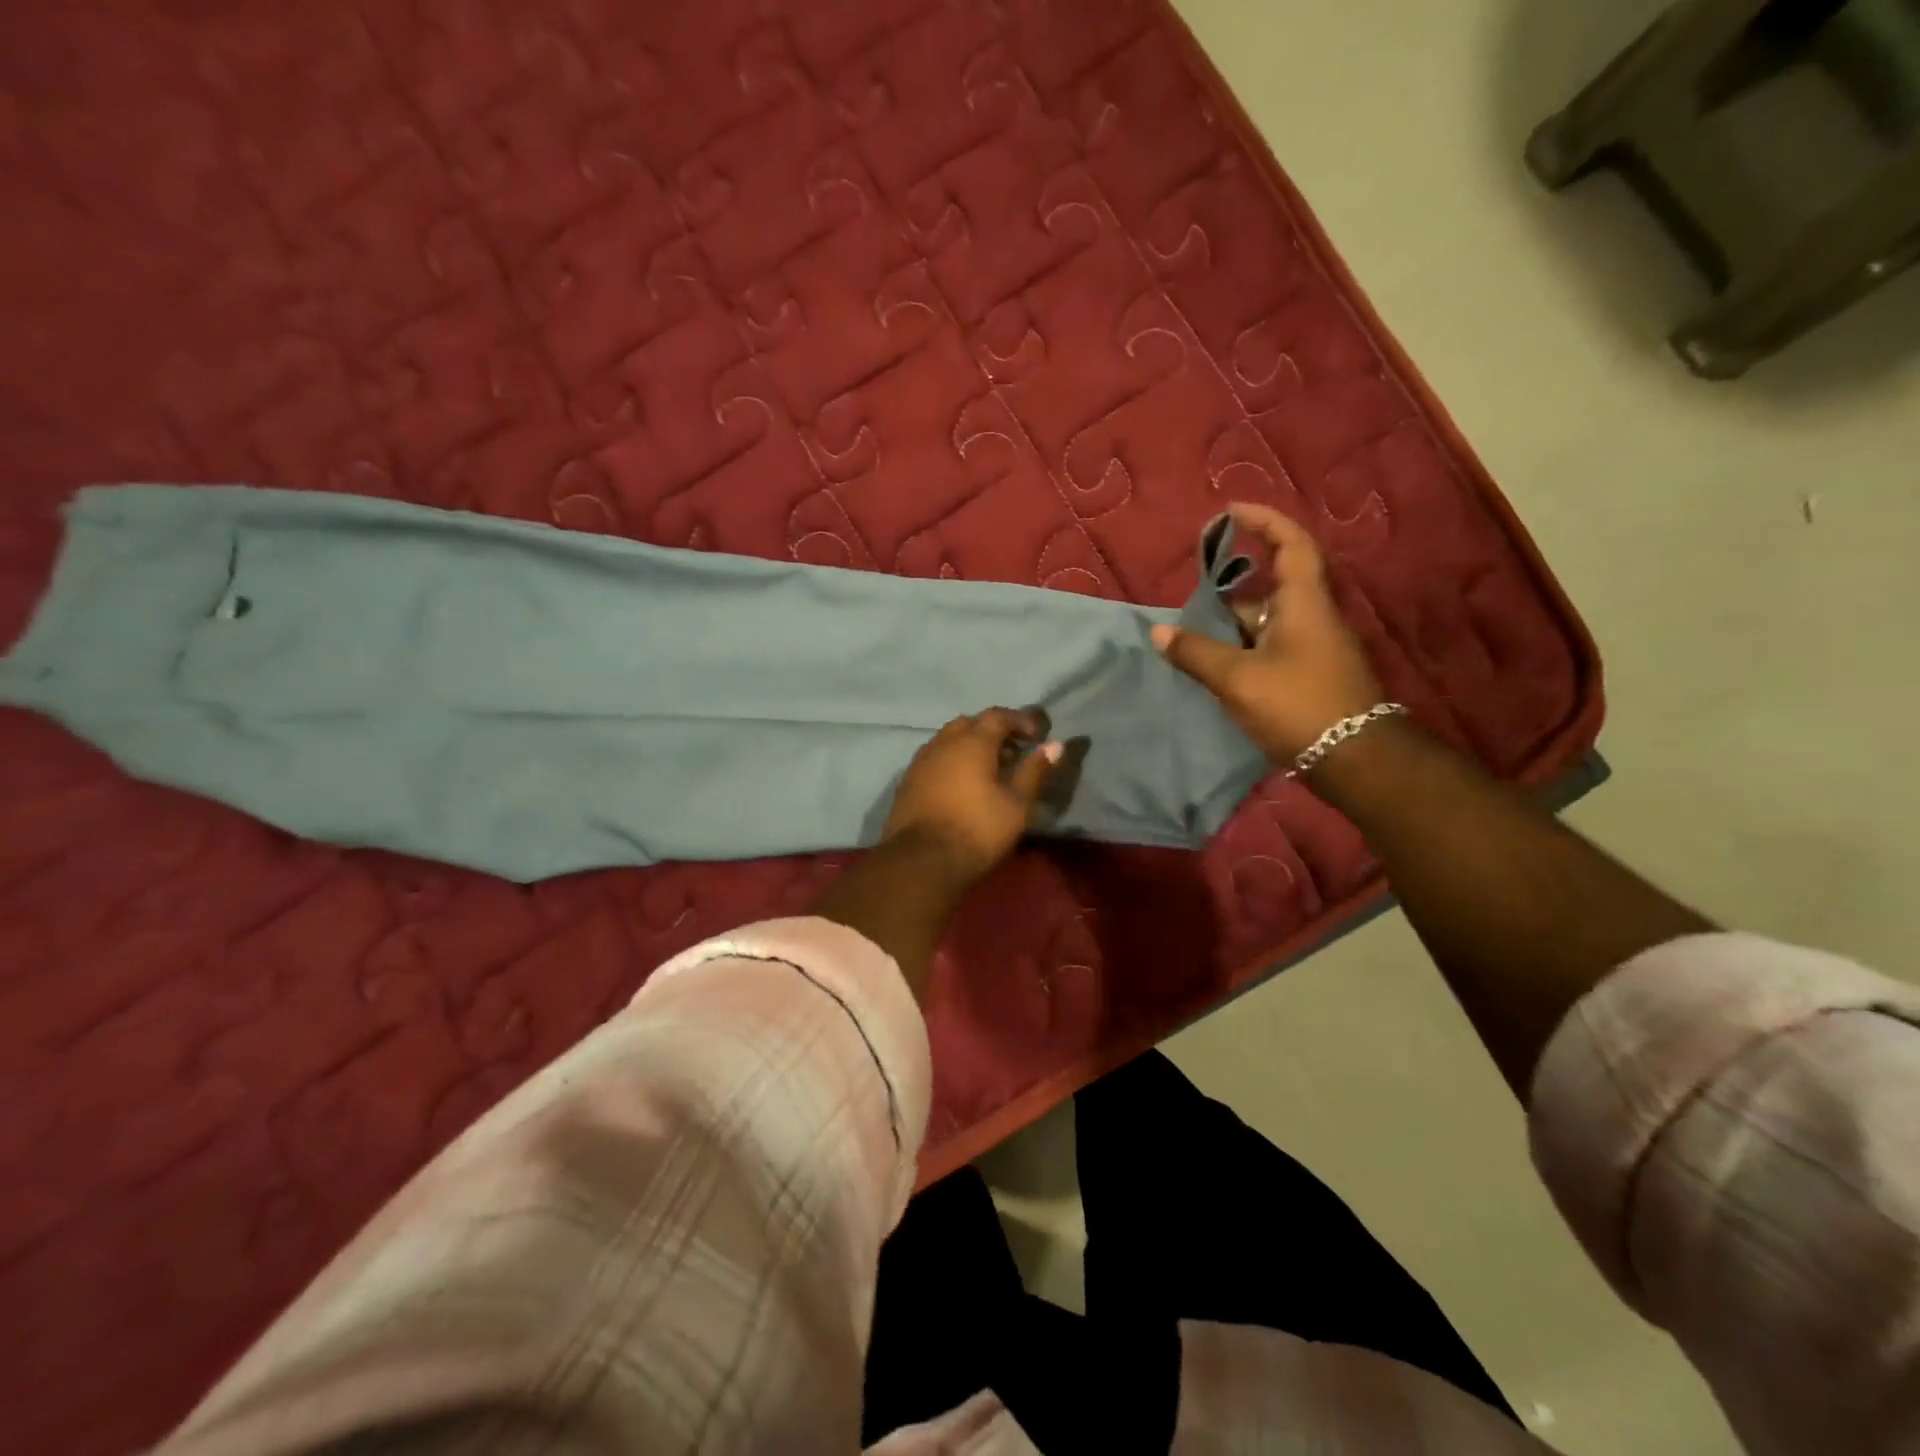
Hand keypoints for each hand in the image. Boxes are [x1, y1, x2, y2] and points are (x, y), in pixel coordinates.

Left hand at [882, 707, 1063, 884]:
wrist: (921, 860)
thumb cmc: (977, 830)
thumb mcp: (1017, 804)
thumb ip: (1035, 771)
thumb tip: (1055, 745)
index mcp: (972, 742)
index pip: (998, 716)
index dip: (1020, 720)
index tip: (1037, 734)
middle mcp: (943, 743)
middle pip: (970, 723)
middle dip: (993, 730)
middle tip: (1012, 750)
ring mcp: (921, 761)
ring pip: (948, 739)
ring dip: (970, 744)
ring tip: (988, 767)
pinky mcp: (908, 780)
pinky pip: (934, 757)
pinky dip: (952, 760)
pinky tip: (961, 782)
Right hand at [1151, 502, 1384, 763]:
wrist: (1353, 759)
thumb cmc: (1298, 705)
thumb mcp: (1238, 679)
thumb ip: (1196, 654)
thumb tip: (1158, 632)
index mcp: (1303, 603)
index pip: (1291, 544)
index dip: (1264, 521)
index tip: (1231, 512)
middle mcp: (1312, 617)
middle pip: (1272, 586)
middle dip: (1233, 586)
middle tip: (1195, 591)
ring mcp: (1314, 647)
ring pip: (1268, 621)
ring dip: (1233, 623)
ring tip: (1194, 634)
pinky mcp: (1311, 674)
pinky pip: (1272, 646)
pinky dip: (1243, 647)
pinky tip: (1217, 665)